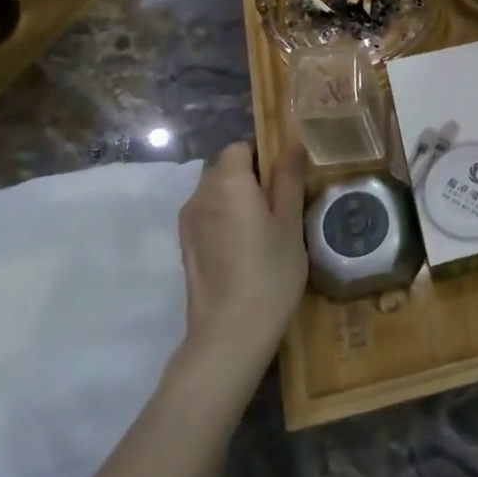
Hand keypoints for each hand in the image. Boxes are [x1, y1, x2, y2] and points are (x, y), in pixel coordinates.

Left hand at [176, 140, 307, 372]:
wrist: (229, 333)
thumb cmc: (270, 272)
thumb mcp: (291, 222)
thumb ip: (289, 178)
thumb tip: (291, 143)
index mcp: (228, 182)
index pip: (241, 147)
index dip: (264, 155)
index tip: (288, 178)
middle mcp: (200, 194)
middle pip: (226, 168)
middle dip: (252, 176)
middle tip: (283, 204)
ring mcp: (188, 221)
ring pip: (216, 192)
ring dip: (238, 199)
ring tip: (266, 228)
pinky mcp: (185, 245)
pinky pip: (208, 215)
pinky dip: (226, 219)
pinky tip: (246, 247)